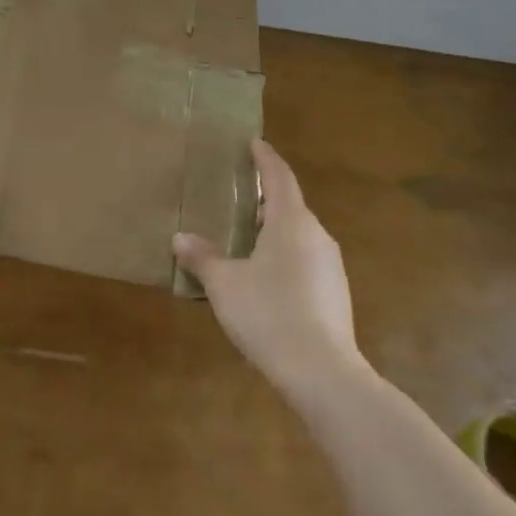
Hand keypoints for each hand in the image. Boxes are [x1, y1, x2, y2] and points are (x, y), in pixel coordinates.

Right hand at [173, 140, 362, 396]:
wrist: (323, 372)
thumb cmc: (269, 313)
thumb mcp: (225, 285)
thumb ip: (202, 258)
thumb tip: (180, 238)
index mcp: (291, 221)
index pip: (279, 176)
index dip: (265, 158)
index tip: (254, 143)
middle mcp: (316, 235)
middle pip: (290, 205)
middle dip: (266, 198)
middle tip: (239, 195)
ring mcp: (331, 265)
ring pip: (299, 234)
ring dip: (275, 229)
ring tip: (247, 237)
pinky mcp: (335, 292)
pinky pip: (306, 259)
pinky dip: (285, 256)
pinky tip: (266, 278)